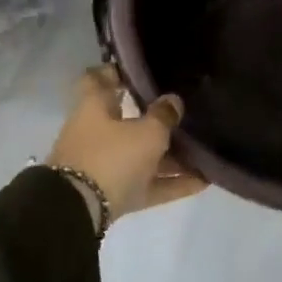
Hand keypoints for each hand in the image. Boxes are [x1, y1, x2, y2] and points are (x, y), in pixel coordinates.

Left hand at [47, 67, 207, 224]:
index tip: (142, 69)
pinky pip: (146, 184)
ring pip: (140, 156)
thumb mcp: (147, 133)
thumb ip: (163, 116)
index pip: (98, 79)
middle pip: (126, 121)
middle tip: (185, 114)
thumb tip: (173, 101)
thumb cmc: (111, 157)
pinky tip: (202, 181)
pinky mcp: (112, 195)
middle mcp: (95, 133)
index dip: (117, 71)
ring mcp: (102, 166)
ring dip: (170, 157)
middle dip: (155, 120)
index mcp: (94, 107)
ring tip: (204, 153)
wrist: (78, 213)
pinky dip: (171, 183)